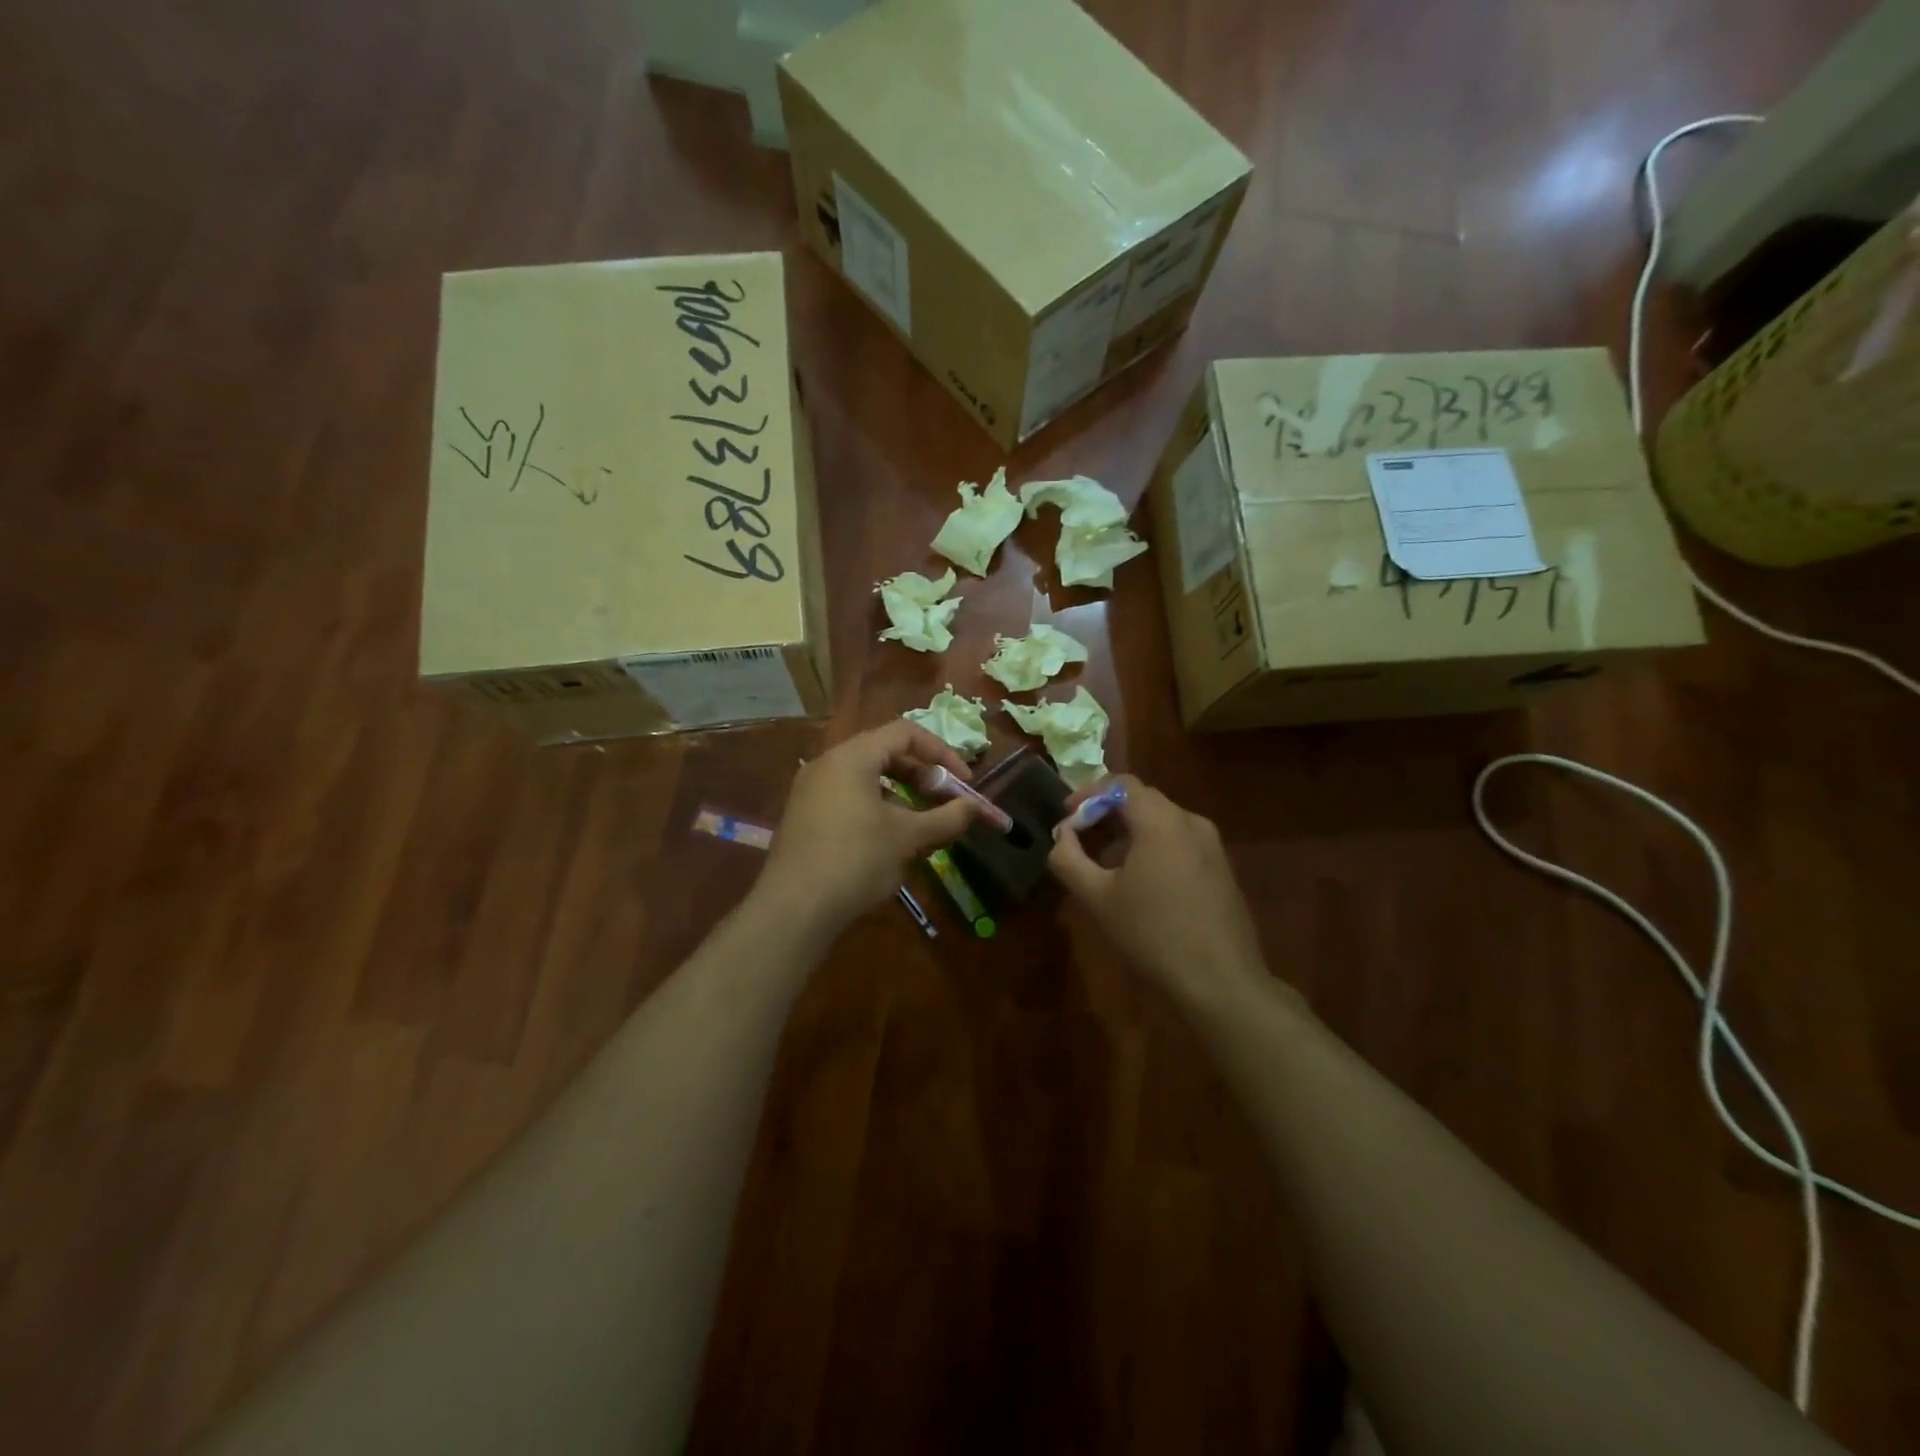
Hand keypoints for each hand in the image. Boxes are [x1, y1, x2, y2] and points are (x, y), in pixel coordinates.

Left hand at [758, 720, 980, 935]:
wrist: (794, 909)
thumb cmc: (856, 861)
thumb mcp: (908, 838)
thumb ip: (945, 818)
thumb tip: (973, 808)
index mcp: (852, 757)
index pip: (905, 733)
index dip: (941, 752)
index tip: (964, 781)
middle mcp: (828, 764)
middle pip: (885, 753)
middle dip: (922, 775)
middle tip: (945, 801)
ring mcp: (811, 791)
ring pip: (867, 779)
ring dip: (901, 795)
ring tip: (923, 825)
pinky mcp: (805, 817)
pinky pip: (848, 798)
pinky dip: (877, 809)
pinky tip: (890, 842)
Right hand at [1048, 775, 1266, 1005]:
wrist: (1221, 981)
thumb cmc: (1152, 935)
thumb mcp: (1097, 898)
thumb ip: (1068, 859)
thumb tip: (1061, 834)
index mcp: (1160, 821)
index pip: (1120, 784)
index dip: (1088, 794)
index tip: (1066, 817)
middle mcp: (1190, 822)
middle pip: (1141, 799)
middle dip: (1106, 812)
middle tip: (1079, 838)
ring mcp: (1211, 844)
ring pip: (1161, 820)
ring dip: (1128, 829)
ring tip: (1104, 860)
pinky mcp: (1221, 867)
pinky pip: (1179, 839)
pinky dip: (1152, 844)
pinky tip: (1139, 878)